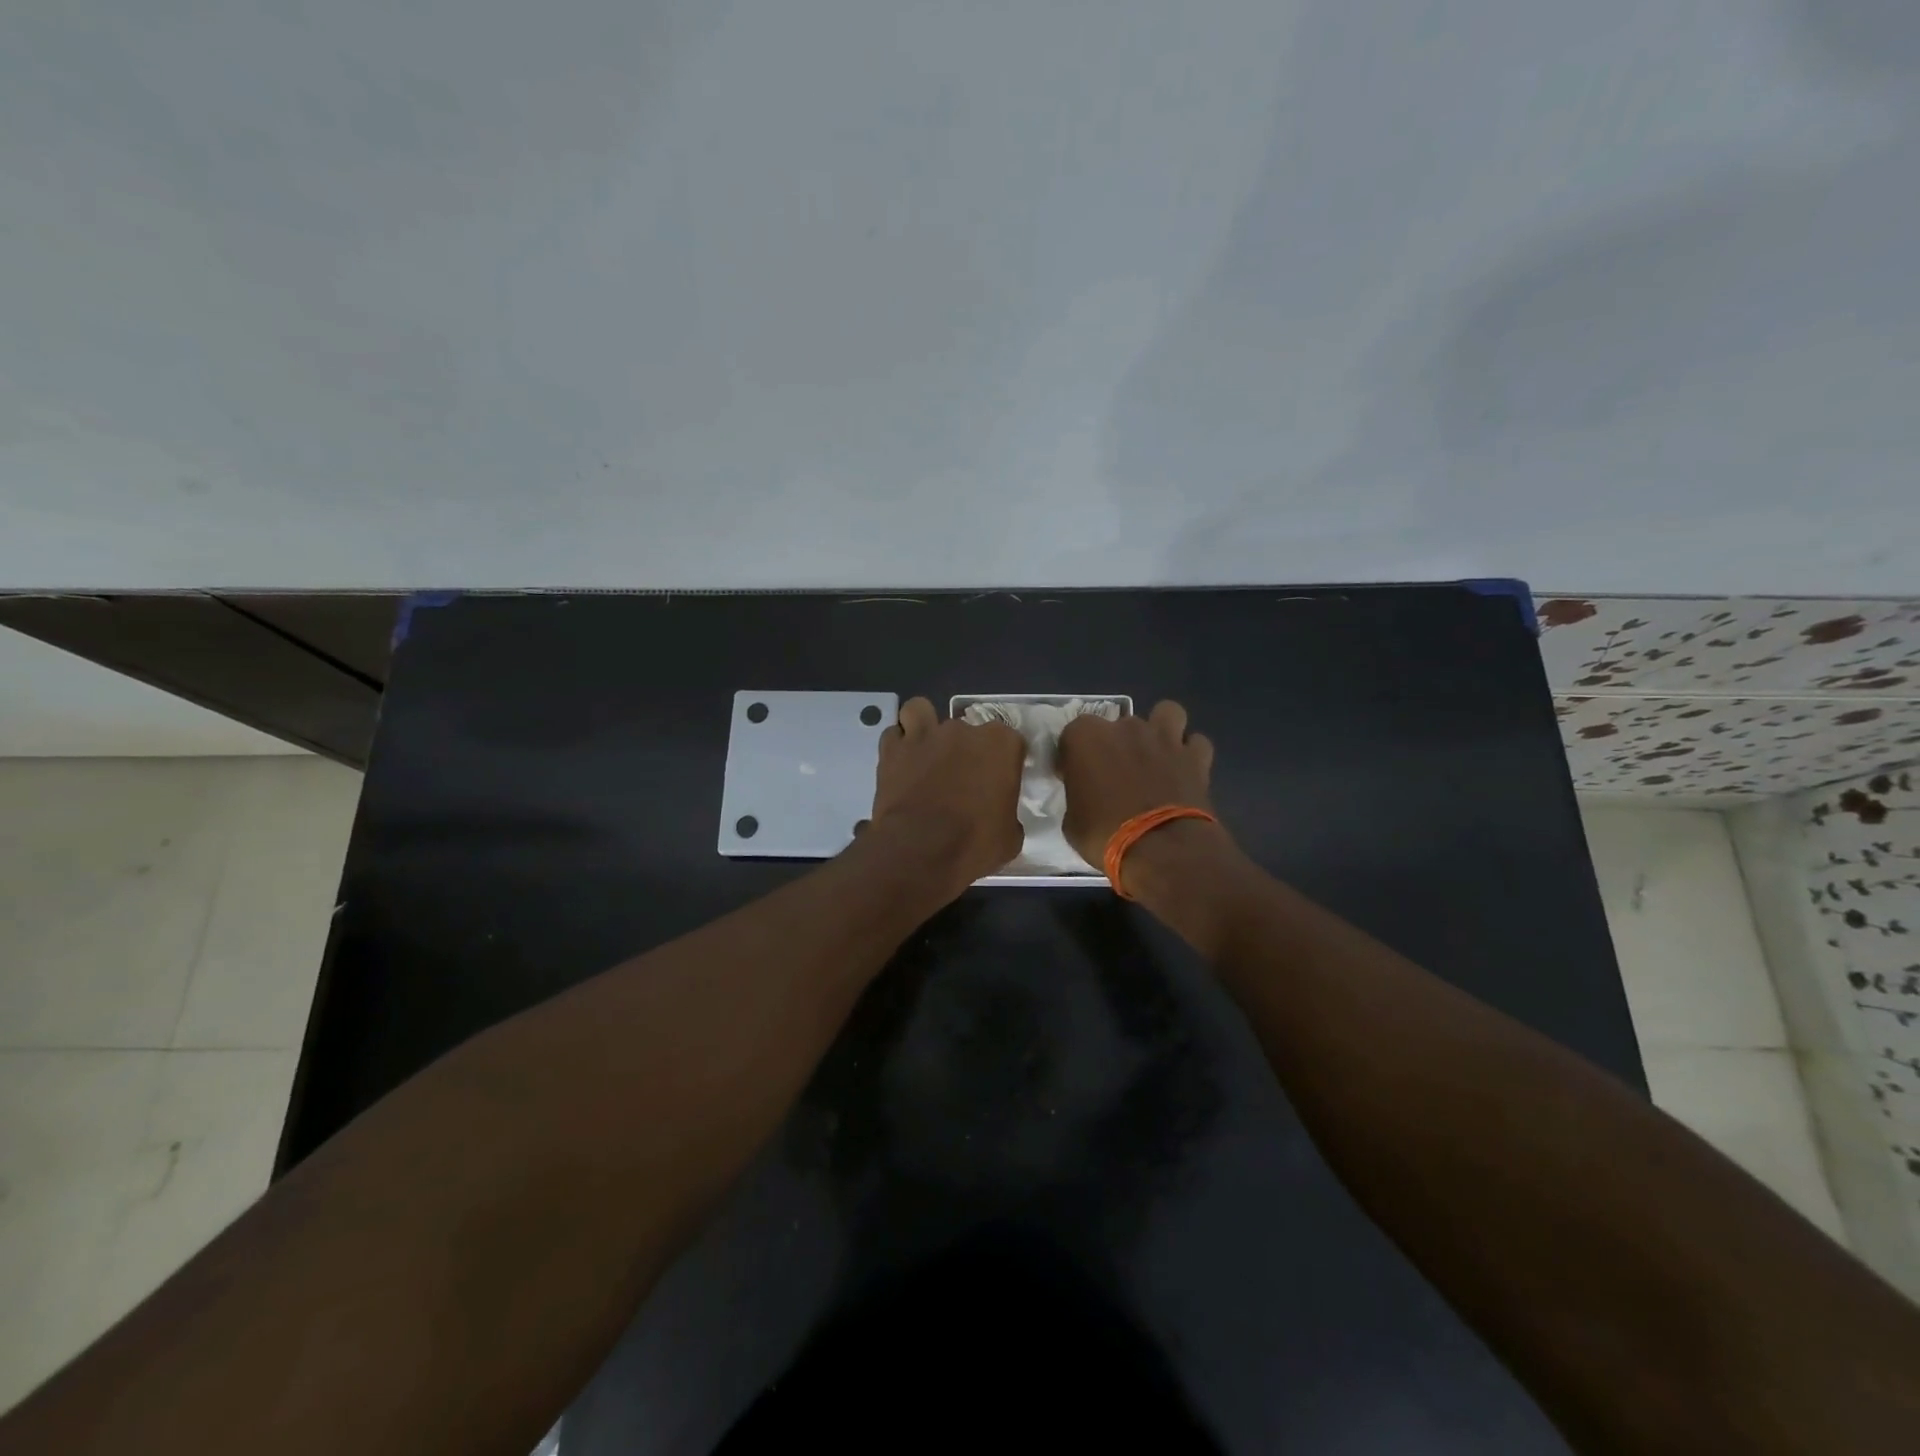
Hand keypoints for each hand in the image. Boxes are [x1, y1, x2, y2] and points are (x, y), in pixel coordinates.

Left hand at [867, 697, 1026, 896]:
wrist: (919, 852)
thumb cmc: (974, 844)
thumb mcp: (1010, 836)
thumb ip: (1007, 813)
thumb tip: (999, 815)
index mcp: (1001, 745)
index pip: (1010, 741)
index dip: (1003, 761)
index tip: (998, 783)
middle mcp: (963, 730)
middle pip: (967, 729)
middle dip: (964, 749)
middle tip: (960, 780)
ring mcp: (925, 734)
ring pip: (921, 711)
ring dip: (924, 727)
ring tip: (926, 752)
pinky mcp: (893, 749)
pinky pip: (894, 734)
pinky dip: (898, 746)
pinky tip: (902, 764)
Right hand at [1056, 700, 1216, 866]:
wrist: (1161, 850)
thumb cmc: (1104, 834)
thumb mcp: (1072, 821)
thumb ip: (1079, 795)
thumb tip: (1087, 795)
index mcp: (1086, 737)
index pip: (1072, 735)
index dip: (1074, 757)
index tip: (1076, 778)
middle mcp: (1125, 727)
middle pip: (1118, 724)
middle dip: (1117, 744)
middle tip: (1116, 774)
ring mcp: (1163, 738)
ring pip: (1166, 713)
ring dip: (1161, 729)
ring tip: (1155, 754)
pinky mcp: (1195, 756)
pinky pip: (1196, 743)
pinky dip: (1191, 753)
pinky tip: (1184, 770)